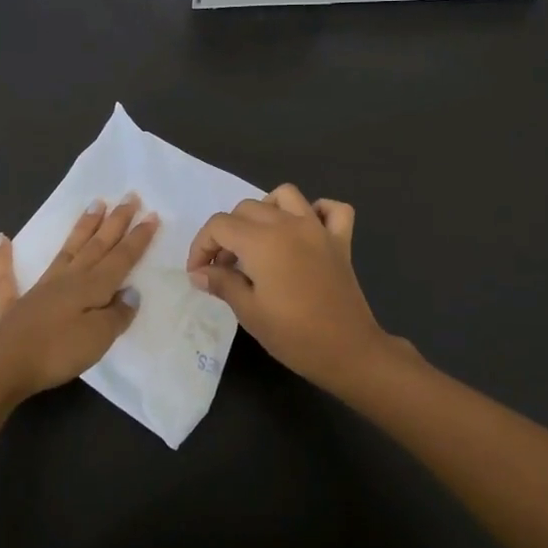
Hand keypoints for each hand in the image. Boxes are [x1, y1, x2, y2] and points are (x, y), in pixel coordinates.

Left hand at [0, 195, 159, 403]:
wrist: (5, 365)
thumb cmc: (58, 352)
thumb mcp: (99, 337)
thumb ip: (117, 313)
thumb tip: (131, 292)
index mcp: (91, 286)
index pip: (121, 258)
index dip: (138, 238)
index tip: (152, 214)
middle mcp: (68, 279)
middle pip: (97, 245)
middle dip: (116, 222)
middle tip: (130, 196)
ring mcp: (40, 289)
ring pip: (66, 251)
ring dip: (82, 228)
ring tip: (95, 204)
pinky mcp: (14, 305)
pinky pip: (7, 276)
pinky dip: (4, 257)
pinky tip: (1, 238)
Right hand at [186, 185, 410, 389]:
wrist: (348, 351)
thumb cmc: (293, 335)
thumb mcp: (249, 312)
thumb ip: (222, 283)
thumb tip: (199, 273)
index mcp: (262, 241)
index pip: (219, 226)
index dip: (201, 246)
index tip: (199, 273)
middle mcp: (289, 224)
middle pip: (246, 208)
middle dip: (227, 233)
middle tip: (224, 267)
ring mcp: (318, 229)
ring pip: (285, 196)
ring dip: (265, 210)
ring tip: (258, 240)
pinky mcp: (341, 241)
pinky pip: (331, 209)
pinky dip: (317, 211)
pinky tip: (306, 231)